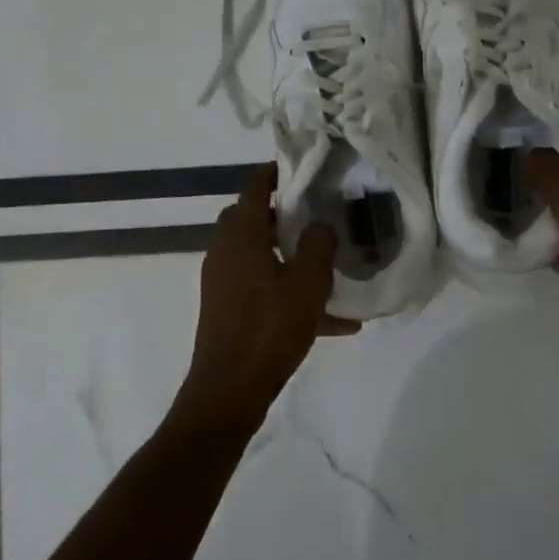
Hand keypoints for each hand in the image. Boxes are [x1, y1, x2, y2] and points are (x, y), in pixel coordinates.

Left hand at [179, 165, 357, 426]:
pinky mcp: (228, 309)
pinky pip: (263, 289)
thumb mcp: (307, 284)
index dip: (276, 173)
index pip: (254, 188)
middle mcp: (225, 252)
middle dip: (284, 216)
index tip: (302, 168)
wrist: (229, 391)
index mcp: (240, 236)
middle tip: (316, 217)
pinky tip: (335, 322)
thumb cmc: (269, 329)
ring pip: (259, 255)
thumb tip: (320, 226)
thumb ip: (318, 246)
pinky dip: (289, 293)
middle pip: (252, 219)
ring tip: (330, 270)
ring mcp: (223, 282)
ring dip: (290, 258)